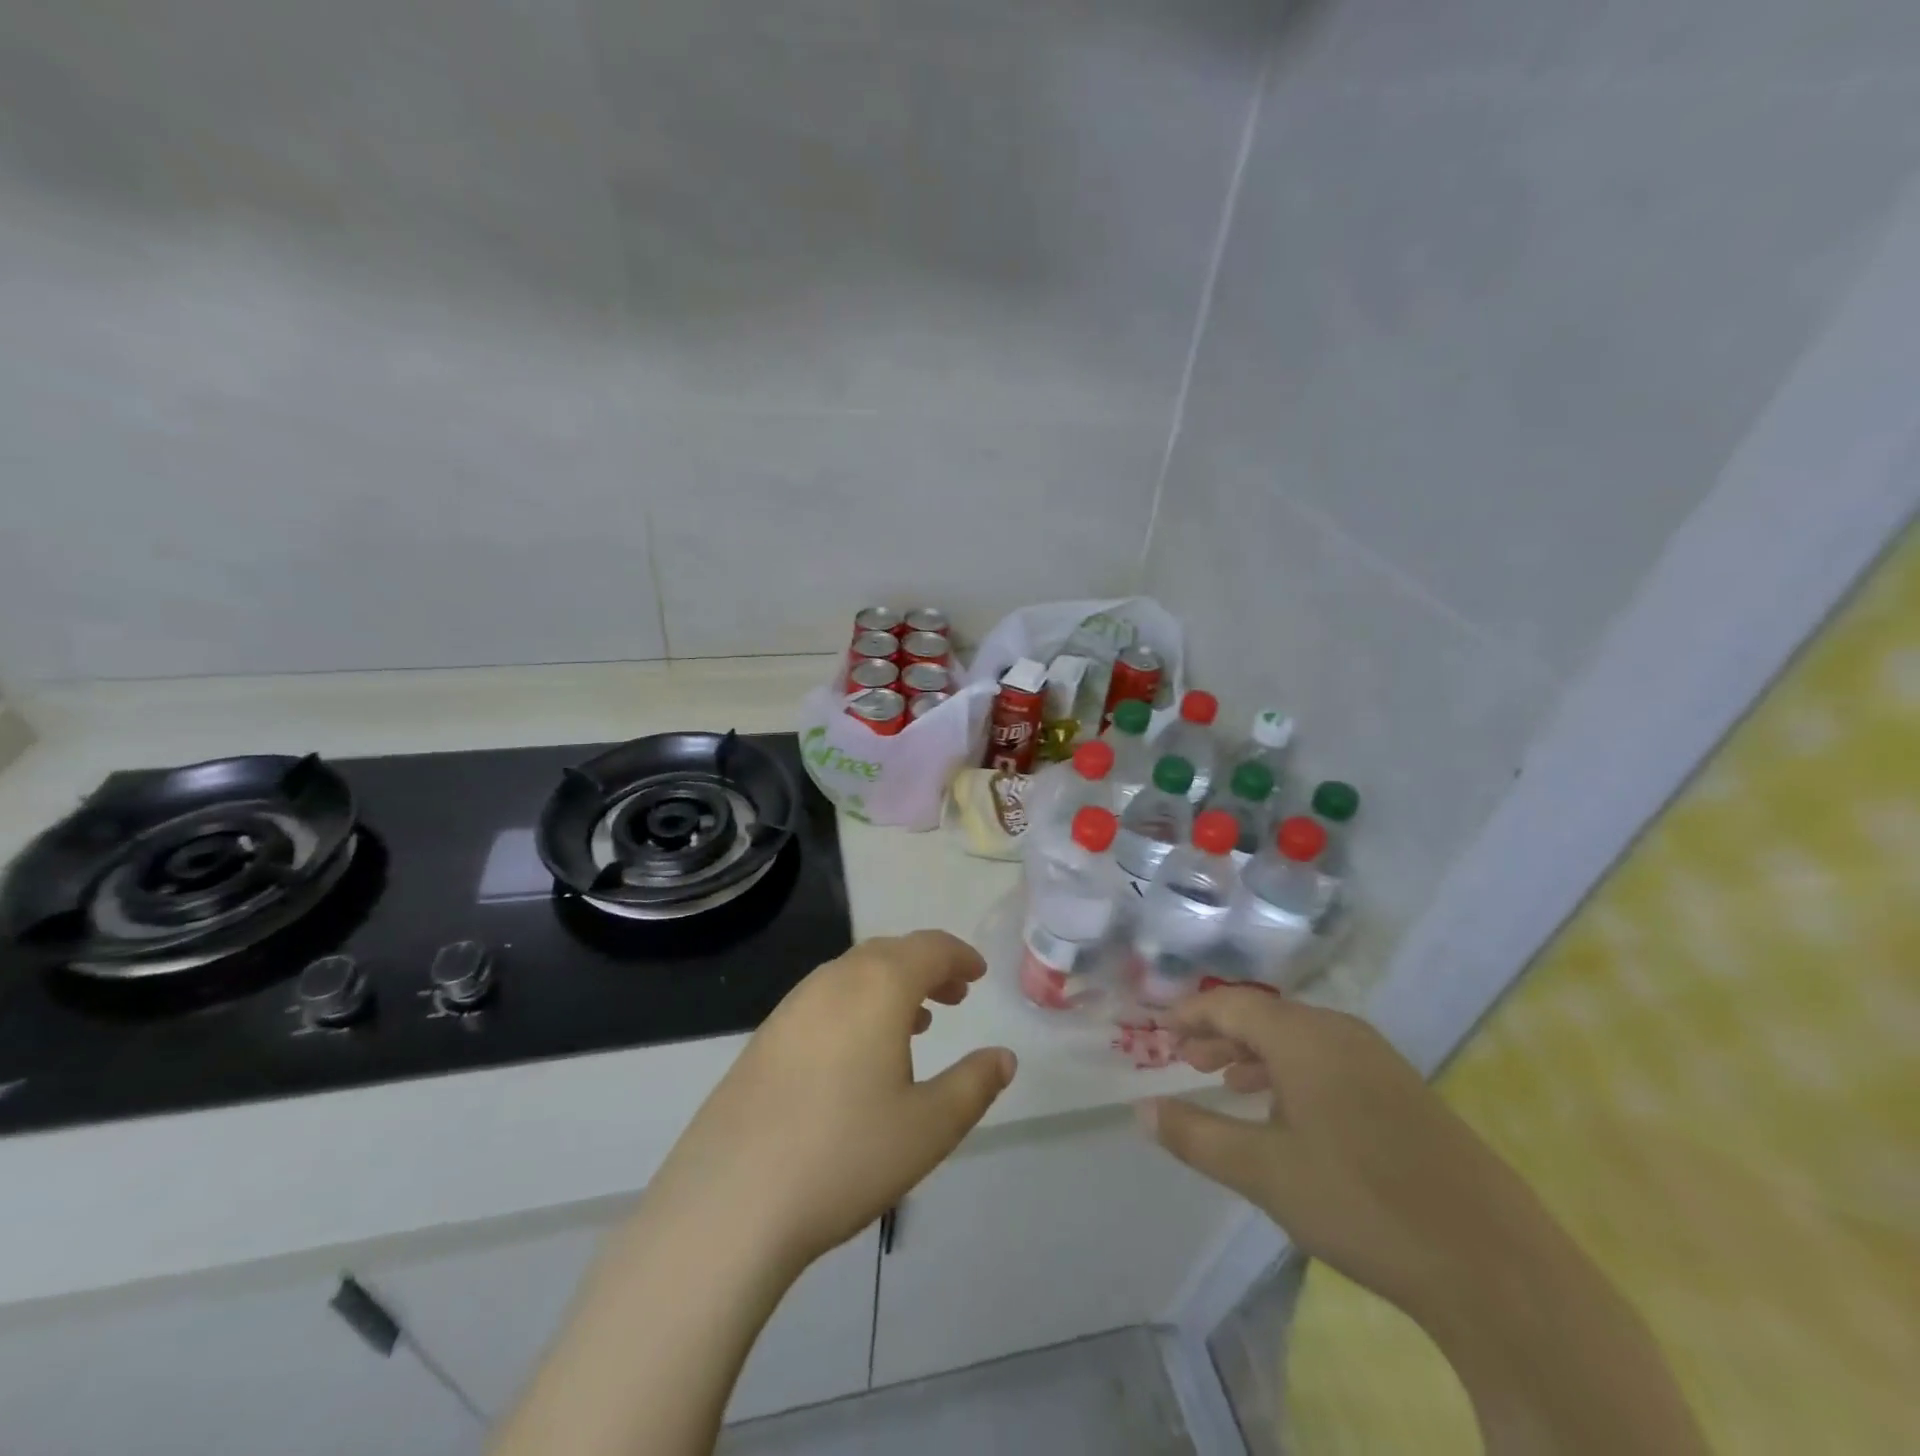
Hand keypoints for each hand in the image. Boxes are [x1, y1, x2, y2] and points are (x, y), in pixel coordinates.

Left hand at [640, 930, 1017, 1275]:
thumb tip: (1003, 1058)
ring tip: (916, 1021)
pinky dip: (857, 1005)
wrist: (730, 1201)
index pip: (929, 948)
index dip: (959, 956)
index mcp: (878, 986)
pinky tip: (860, 1052)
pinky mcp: (765, 1037)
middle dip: (927, 968)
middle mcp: (833, 980)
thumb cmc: (845, 1155)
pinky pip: (825, 999)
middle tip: (954, 996)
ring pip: (854, 974)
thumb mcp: (929, 1127)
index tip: (978, 974)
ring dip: (891, 985)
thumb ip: (974, 1085)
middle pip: (890, 953)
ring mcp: (792, 1006)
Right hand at [1140, 986, 1539, 1322]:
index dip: (1189, 1014)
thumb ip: (1196, 1136)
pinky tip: (1288, 1113)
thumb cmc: (1360, 1202)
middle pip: (1265, 1017)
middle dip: (1219, 1035)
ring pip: (1299, 1039)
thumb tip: (1142, 1110)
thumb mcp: (1263, 1172)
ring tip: (1227, 1084)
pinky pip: (1329, 1060)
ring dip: (1255, 1055)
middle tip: (1185, 1061)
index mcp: (1304, 1037)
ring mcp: (1378, 1060)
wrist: (1493, 1265)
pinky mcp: (1403, 1091)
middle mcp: (1341, 1032)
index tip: (1157, 1031)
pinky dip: (1292, 1072)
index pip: (1231, 1005)